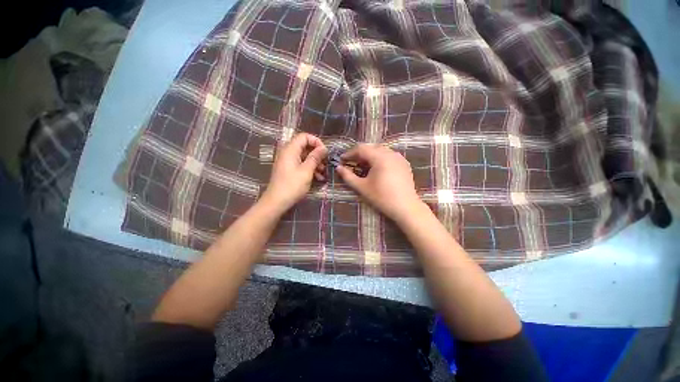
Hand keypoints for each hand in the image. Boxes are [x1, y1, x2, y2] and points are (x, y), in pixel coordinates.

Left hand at [261, 133, 326, 213]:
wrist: (277, 201)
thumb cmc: (292, 185)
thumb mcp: (307, 171)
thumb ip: (315, 157)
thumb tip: (324, 148)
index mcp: (290, 149)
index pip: (304, 136)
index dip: (316, 141)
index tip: (324, 152)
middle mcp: (287, 152)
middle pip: (305, 146)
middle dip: (317, 154)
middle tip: (325, 163)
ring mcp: (287, 161)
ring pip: (304, 156)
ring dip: (315, 163)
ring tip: (323, 173)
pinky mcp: (288, 169)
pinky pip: (301, 164)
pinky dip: (309, 168)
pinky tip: (318, 178)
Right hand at [336, 144, 425, 222]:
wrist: (405, 207)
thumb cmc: (382, 197)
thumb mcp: (362, 187)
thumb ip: (348, 176)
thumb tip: (338, 168)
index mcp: (379, 157)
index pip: (361, 149)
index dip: (349, 153)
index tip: (342, 160)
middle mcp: (390, 153)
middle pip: (371, 147)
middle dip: (359, 154)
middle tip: (352, 163)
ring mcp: (399, 157)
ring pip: (381, 150)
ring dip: (370, 155)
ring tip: (363, 166)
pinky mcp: (404, 163)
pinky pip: (389, 155)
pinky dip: (380, 158)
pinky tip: (377, 168)